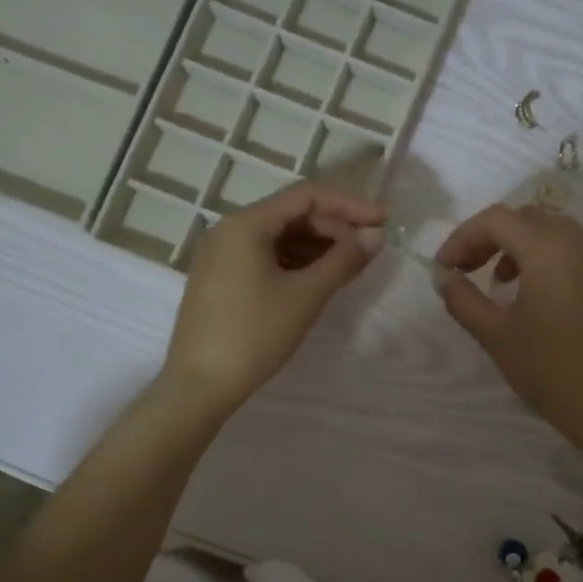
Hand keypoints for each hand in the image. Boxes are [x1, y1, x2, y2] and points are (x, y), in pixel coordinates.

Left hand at [163, 182, 385, 414]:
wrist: (199, 386)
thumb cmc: (254, 335)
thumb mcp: (306, 296)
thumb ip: (344, 260)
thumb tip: (376, 235)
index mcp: (245, 224)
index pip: (306, 196)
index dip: (349, 205)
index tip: (383, 220)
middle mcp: (229, 230)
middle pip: (291, 214)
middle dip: (334, 227)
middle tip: (369, 249)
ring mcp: (221, 255)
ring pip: (279, 237)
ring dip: (317, 246)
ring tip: (350, 265)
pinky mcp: (221, 279)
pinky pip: (265, 257)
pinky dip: (295, 263)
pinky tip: (319, 280)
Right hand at [435, 204, 582, 452]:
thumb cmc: (547, 369)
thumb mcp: (495, 335)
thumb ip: (463, 299)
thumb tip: (444, 277)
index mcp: (548, 250)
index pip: (496, 220)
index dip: (463, 237)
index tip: (444, 268)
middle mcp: (578, 243)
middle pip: (525, 217)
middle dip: (489, 237)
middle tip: (467, 268)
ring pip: (551, 230)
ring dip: (518, 244)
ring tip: (499, 280)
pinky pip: (573, 249)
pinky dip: (545, 256)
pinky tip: (534, 293)